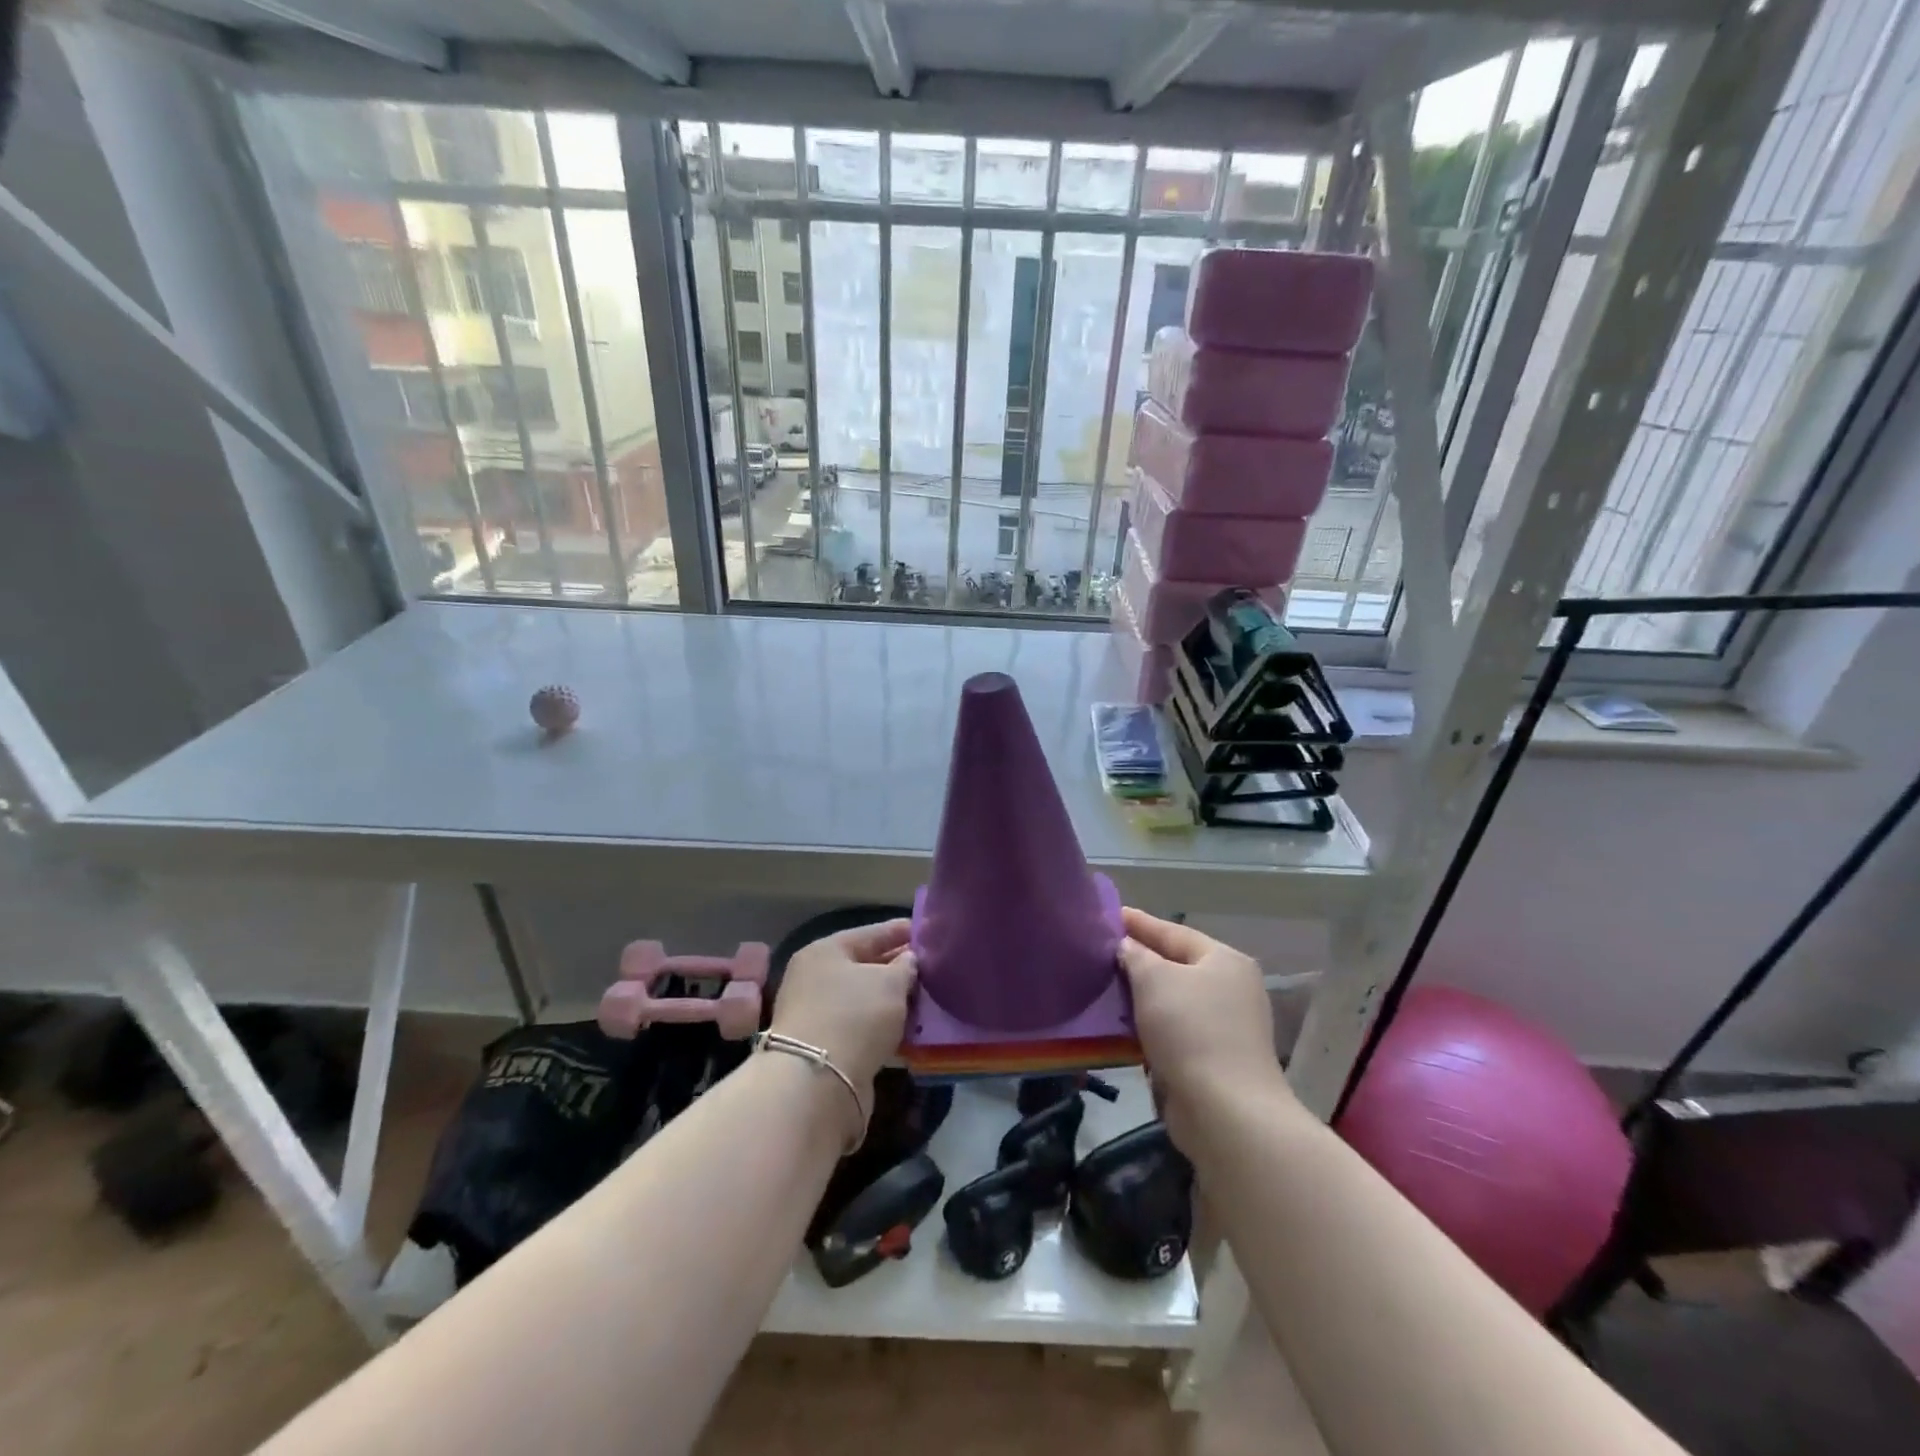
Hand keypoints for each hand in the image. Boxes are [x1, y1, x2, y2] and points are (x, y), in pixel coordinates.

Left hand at [769, 919, 916, 1092]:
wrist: (817, 1083)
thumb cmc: (855, 1016)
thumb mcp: (890, 983)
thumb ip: (905, 967)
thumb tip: (908, 961)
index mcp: (824, 952)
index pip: (869, 934)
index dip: (898, 931)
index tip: (924, 932)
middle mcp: (814, 979)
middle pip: (863, 966)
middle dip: (895, 967)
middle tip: (928, 967)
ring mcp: (816, 1014)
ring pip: (862, 999)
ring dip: (890, 1000)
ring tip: (923, 998)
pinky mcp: (824, 1047)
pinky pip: (860, 1026)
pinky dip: (882, 1026)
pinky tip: (907, 1029)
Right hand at [1119, 908, 1296, 1148]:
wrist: (1225, 1111)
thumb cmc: (1190, 1030)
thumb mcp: (1155, 980)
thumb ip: (1137, 956)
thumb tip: (1127, 947)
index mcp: (1225, 961)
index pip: (1174, 932)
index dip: (1140, 923)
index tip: (1110, 915)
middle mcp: (1231, 989)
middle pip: (1176, 966)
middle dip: (1140, 961)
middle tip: (1102, 952)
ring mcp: (1226, 1027)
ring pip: (1173, 1001)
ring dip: (1142, 997)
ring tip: (1105, 987)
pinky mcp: (1214, 1061)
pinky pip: (1174, 1032)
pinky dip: (1150, 1027)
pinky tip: (1122, 1027)